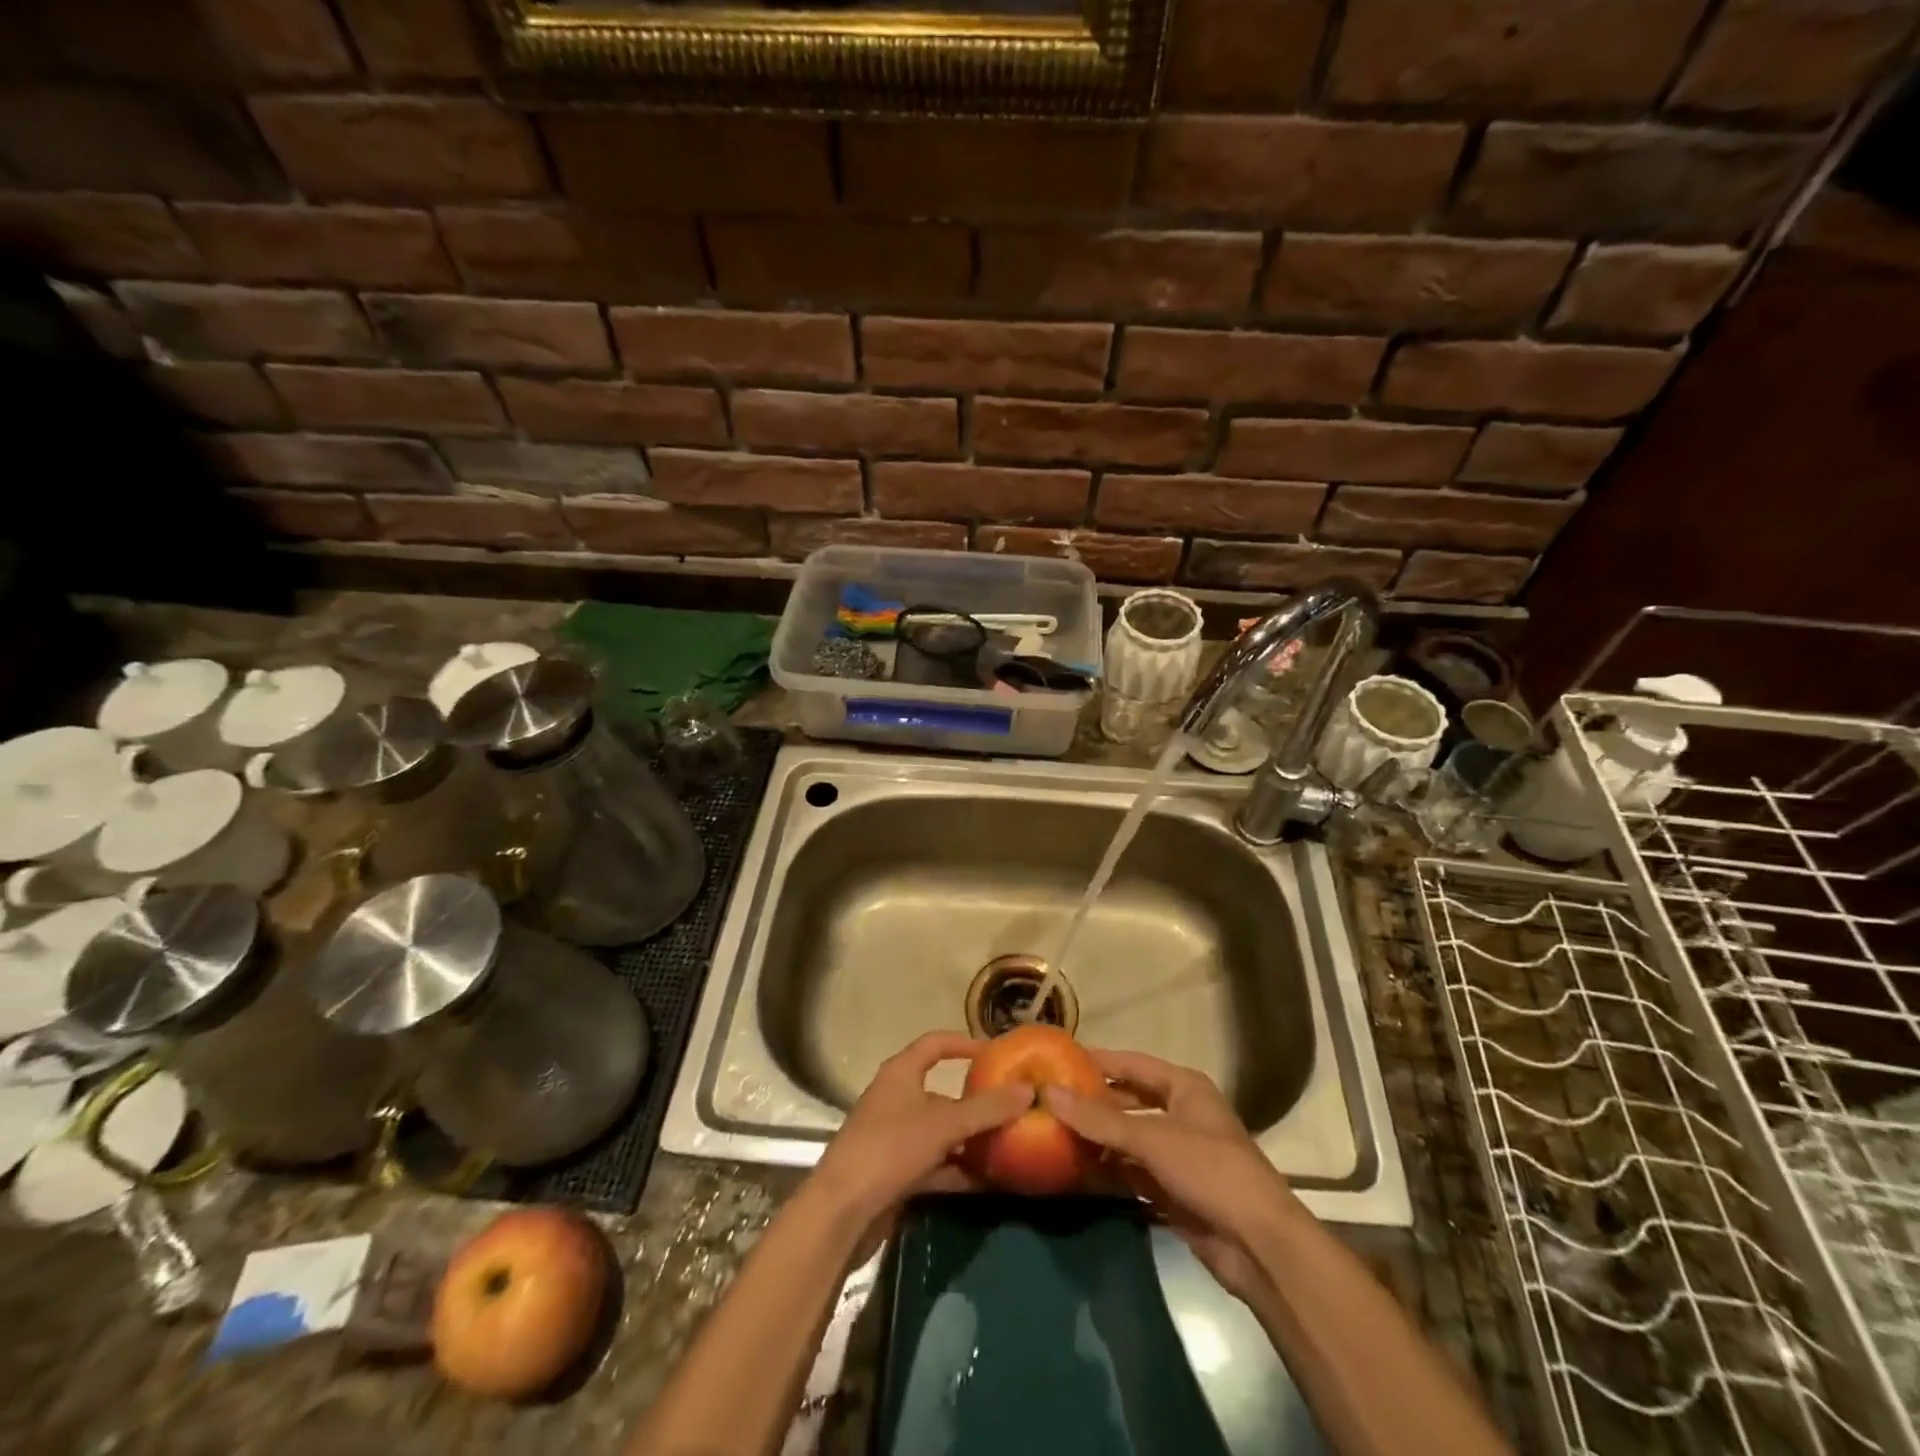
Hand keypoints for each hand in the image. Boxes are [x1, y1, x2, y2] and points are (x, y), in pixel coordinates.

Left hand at [811, 1032, 1033, 1232]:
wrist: (841, 1212)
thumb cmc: (890, 1149)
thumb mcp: (944, 1125)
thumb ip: (987, 1108)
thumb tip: (1027, 1090)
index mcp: (901, 1074)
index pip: (935, 1044)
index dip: (964, 1043)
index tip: (996, 1052)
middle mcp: (897, 1099)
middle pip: (942, 1092)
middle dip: (977, 1101)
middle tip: (1013, 1108)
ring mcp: (895, 1138)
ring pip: (942, 1132)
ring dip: (971, 1140)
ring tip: (1010, 1145)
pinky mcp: (896, 1174)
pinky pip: (936, 1164)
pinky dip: (959, 1170)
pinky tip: (989, 1182)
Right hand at [1045, 1049, 1302, 1303]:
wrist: (1259, 1246)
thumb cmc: (1210, 1170)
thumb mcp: (1152, 1138)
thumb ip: (1098, 1119)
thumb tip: (1048, 1092)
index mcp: (1184, 1087)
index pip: (1132, 1063)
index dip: (1097, 1061)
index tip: (1057, 1059)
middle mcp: (1180, 1114)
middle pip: (1128, 1101)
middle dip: (1092, 1103)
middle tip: (1048, 1100)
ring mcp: (1176, 1154)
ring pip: (1127, 1139)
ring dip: (1096, 1140)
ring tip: (1052, 1134)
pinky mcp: (1172, 1190)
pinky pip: (1131, 1172)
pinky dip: (1108, 1171)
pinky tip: (1075, 1171)